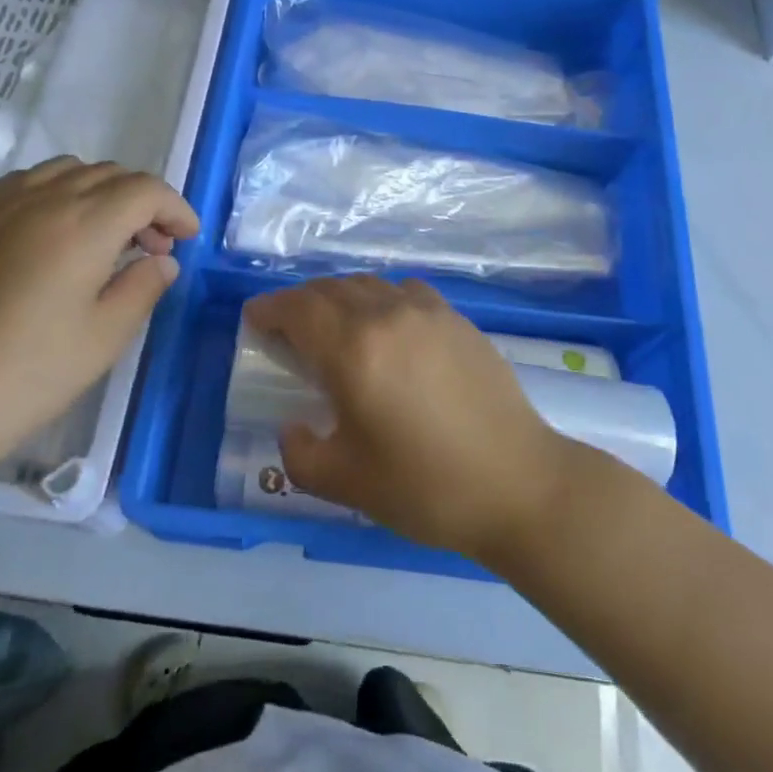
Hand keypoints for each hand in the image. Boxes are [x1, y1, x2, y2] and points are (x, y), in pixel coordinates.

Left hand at [0, 158, 197, 490]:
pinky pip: (25, 183)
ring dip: (101, 191)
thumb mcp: (103, 340)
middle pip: (109, 174)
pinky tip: (53, 234)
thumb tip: (161, 260)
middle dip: (143, 202)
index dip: (175, 208)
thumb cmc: (25, 378)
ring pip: (66, 170)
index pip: (144, 190)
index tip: (187, 238)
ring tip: (105, 236)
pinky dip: (57, 192)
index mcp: (81, 227)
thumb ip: (143, 288)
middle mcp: (41, 200)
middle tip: (152, 247)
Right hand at [243, 275, 575, 562]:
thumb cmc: (425, 487)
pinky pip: (403, 290)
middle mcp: (386, 315)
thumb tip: (292, 425)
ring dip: (338, 296)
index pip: (298, 309)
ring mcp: (426, 311)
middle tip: (287, 327)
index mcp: (353, 350)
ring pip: (367, 284)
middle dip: (300, 302)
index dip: (270, 308)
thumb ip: (299, 453)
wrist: (517, 483)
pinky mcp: (456, 318)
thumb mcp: (346, 484)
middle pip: (330, 288)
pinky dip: (379, 297)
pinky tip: (385, 324)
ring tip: (332, 324)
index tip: (255, 319)